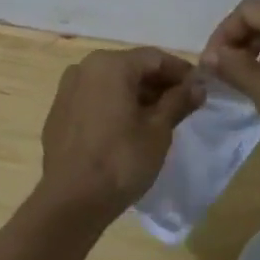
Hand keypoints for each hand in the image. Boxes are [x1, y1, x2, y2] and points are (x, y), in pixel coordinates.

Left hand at [36, 47, 204, 219]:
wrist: (70, 201)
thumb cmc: (121, 160)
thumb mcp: (158, 130)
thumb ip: (178, 101)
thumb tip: (197, 86)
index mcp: (110, 64)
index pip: (155, 58)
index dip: (181, 71)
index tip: (200, 88)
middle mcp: (84, 68)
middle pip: (131, 67)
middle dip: (159, 83)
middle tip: (183, 104)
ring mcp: (67, 90)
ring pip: (111, 83)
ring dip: (137, 95)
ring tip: (160, 118)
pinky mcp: (59, 113)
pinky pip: (94, 100)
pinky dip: (114, 106)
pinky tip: (129, 128)